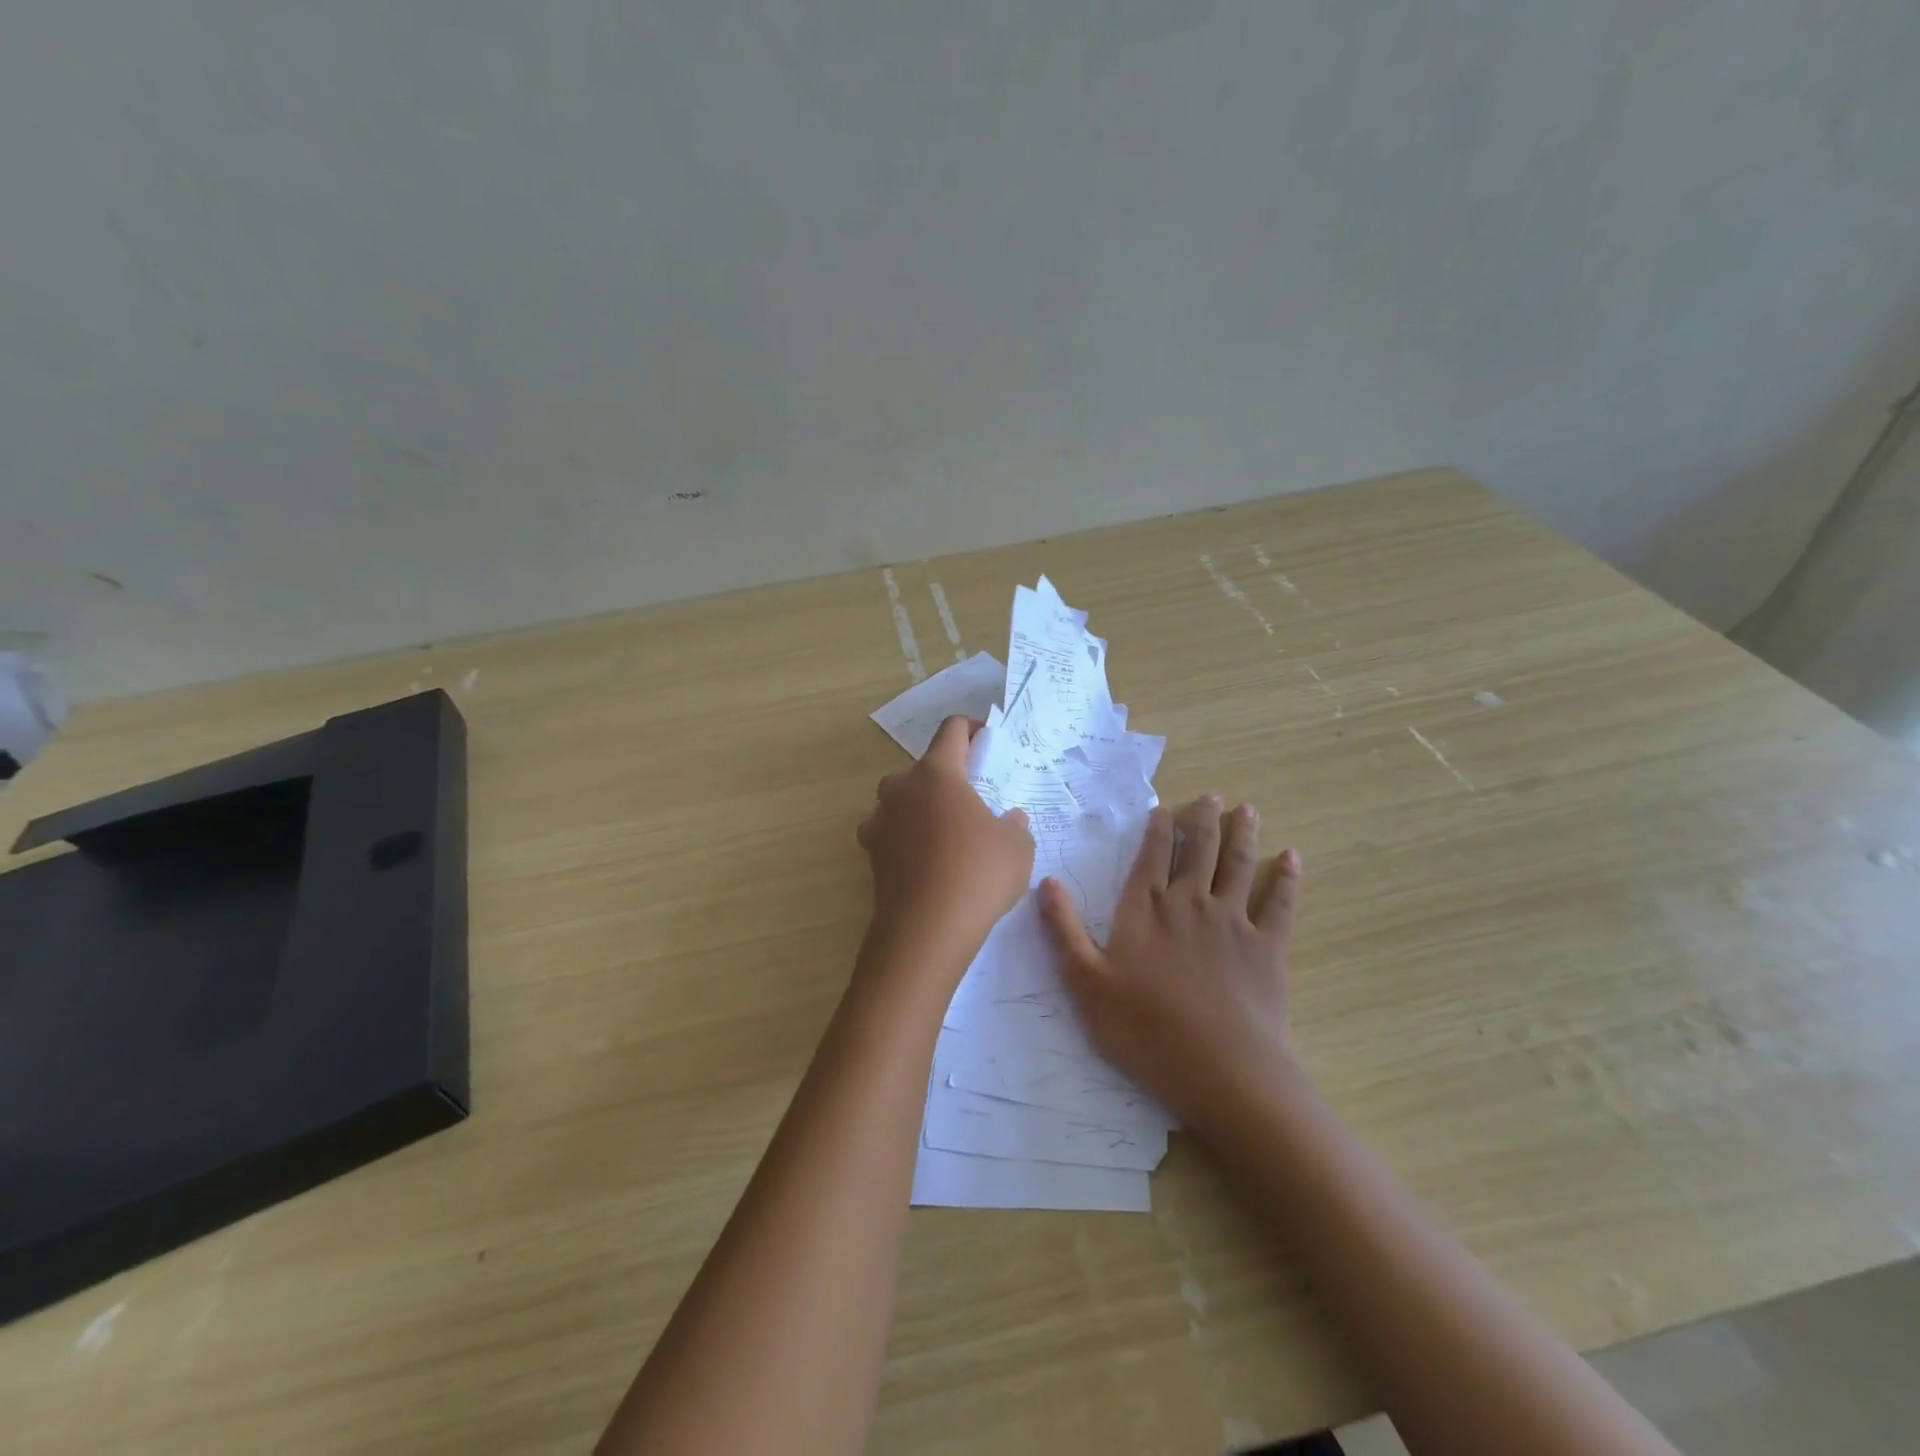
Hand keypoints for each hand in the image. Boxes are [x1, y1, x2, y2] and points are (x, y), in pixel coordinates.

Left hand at [858, 716, 1033, 977]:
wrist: (926, 929)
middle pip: (923, 767)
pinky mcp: (871, 853)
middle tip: (972, 799)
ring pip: (901, 799)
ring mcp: (880, 820)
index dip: (971, 728)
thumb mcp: (1017, 846)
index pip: (951, 730)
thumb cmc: (978, 874)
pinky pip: (890, 832)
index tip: (987, 740)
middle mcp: (901, 788)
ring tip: (947, 831)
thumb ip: (1015, 825)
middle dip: (946, 776)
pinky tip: (925, 859)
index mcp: (937, 773)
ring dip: (921, 806)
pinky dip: (905, 837)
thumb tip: (1010, 819)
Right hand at [1038, 796, 1300, 1131]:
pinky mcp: (1268, 948)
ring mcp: (1233, 922)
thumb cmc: (1144, 1029)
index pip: (1152, 855)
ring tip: (1247, 810)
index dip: (1159, 828)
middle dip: (1204, 819)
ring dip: (1242, 835)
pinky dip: (1286, 878)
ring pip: (1238, 865)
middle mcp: (1190, 903)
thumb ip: (1064, 930)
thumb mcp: (1085, 983)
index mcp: (1146, 908)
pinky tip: (1292, 858)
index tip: (1165, 807)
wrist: (1221, 1071)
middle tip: (1212, 796)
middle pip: (1199, 850)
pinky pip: (1280, 904)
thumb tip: (1046, 882)